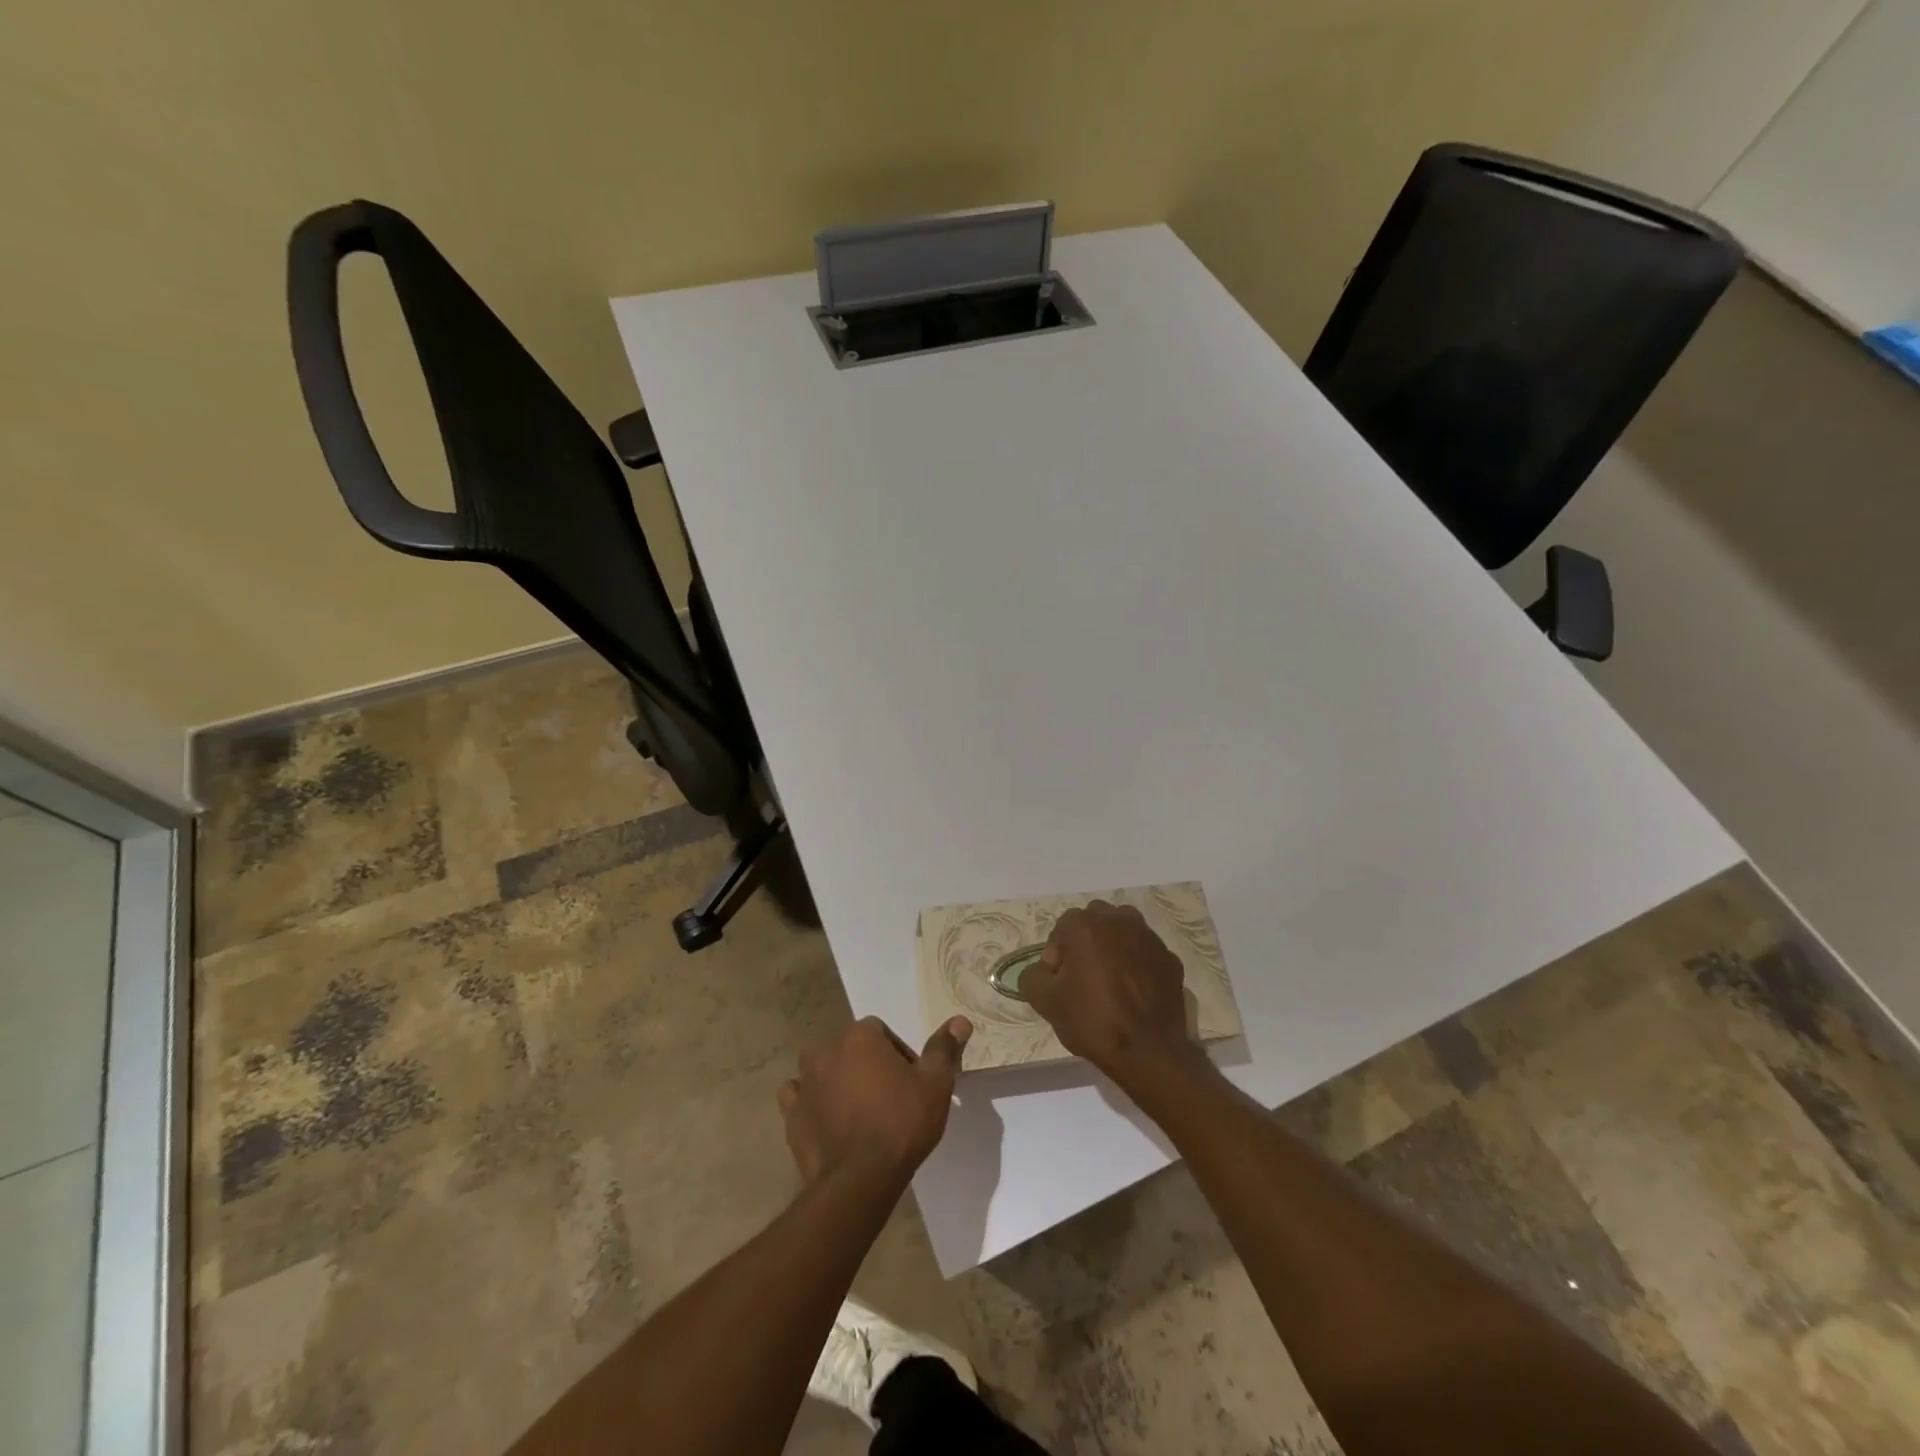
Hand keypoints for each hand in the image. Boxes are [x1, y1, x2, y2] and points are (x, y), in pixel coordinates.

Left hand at [778, 1015, 971, 1186]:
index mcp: (860, 1036)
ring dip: (838, 1081)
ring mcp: (805, 1083)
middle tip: (889, 1098)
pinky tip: (828, 1122)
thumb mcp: (935, 1084)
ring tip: (859, 1113)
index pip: (880, 1031)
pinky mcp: (791, 1115)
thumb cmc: (901, 1123)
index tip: (909, 1082)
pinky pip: (800, 1097)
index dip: (897, 1054)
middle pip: (851, 1048)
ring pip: (823, 1070)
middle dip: (867, 1066)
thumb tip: (960, 1020)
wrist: (859, 1179)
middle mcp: (827, 1050)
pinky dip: (812, 1104)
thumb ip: (944, 1048)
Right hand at [1023, 900, 1202, 1088]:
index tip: (1061, 985)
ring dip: (1112, 947)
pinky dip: (1137, 964)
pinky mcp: (1169, 957)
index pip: (1060, 931)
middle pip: (1092, 923)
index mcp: (1085, 925)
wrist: (1149, 1051)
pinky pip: (1144, 952)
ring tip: (1110, 982)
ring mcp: (1148, 937)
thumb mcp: (1045, 1002)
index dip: (1056, 958)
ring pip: (1122, 931)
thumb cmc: (1093, 1020)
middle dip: (1084, 944)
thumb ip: (1032, 976)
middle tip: (1083, 980)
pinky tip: (1134, 992)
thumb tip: (1042, 971)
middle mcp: (1118, 920)